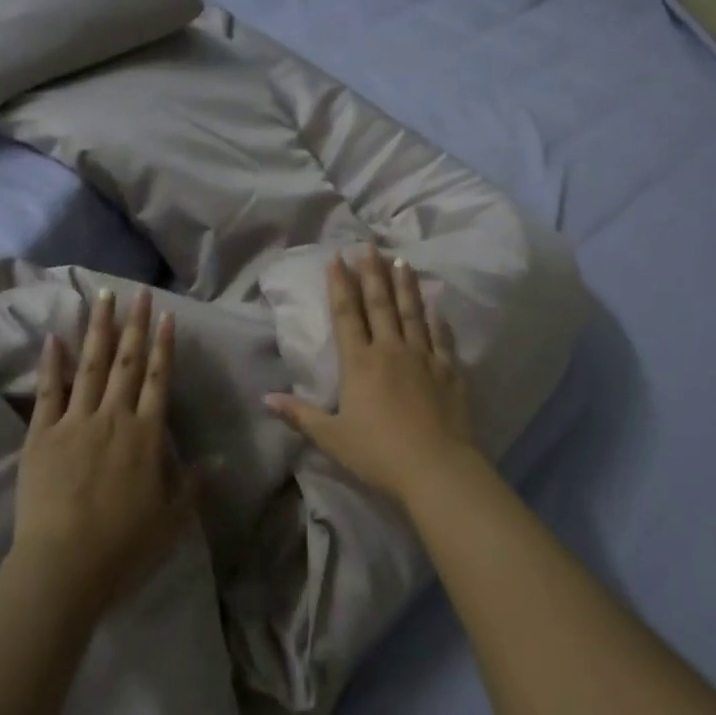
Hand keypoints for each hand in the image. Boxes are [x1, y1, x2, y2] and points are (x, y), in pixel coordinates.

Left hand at [14, 288, 192, 610]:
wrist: (64, 565)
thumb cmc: (125, 545)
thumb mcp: (173, 519)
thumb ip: (192, 484)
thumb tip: (215, 459)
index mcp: (147, 435)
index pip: (159, 379)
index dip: (164, 346)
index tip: (165, 315)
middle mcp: (113, 418)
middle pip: (126, 362)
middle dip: (134, 324)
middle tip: (137, 292)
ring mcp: (74, 423)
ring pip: (89, 366)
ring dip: (97, 329)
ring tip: (101, 298)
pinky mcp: (41, 436)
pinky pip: (48, 392)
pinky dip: (51, 363)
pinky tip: (54, 337)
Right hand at [266, 247, 474, 505]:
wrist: (436, 468)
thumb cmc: (377, 453)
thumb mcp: (331, 437)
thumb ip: (299, 415)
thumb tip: (265, 398)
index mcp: (360, 363)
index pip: (347, 314)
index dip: (340, 284)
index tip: (337, 257)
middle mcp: (391, 350)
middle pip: (380, 304)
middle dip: (372, 273)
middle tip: (369, 245)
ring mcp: (424, 357)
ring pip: (412, 312)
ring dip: (405, 285)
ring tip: (400, 260)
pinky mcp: (449, 371)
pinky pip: (442, 337)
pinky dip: (437, 318)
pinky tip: (436, 305)